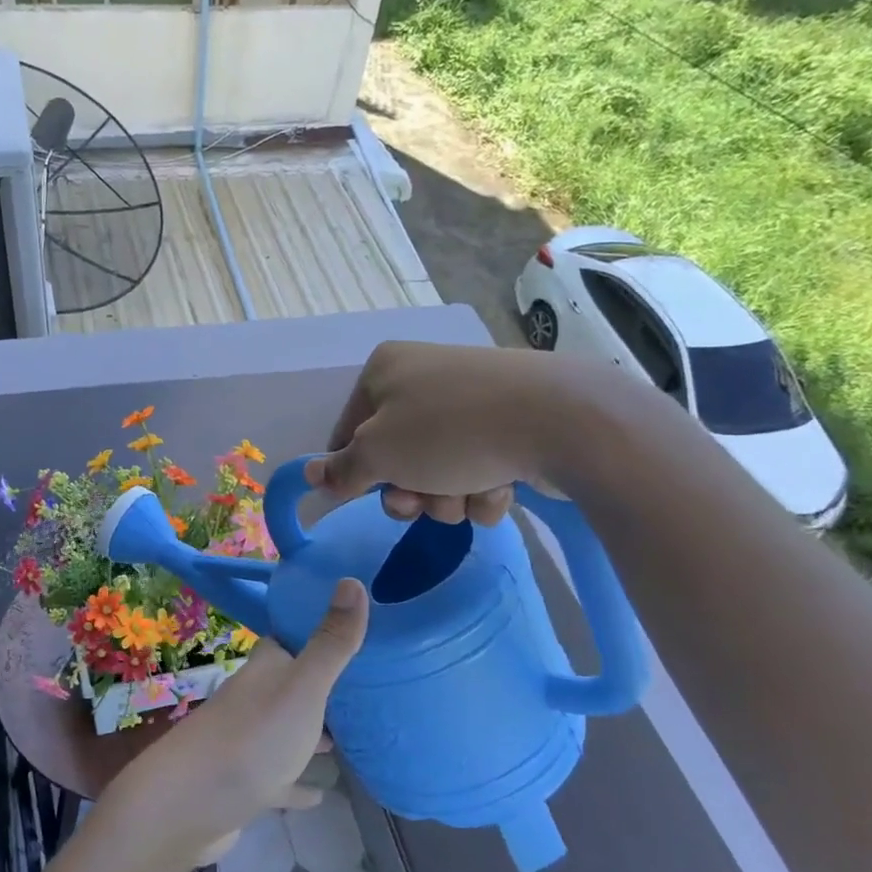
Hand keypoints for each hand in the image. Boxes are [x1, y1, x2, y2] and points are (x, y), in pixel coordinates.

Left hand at [105, 580, 368, 871]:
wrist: (186, 806)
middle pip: (291, 684)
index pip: (290, 639)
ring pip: (286, 730)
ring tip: (352, 737)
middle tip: (366, 687)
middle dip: (322, 685)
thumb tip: (351, 579)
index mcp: (266, 670)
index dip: (316, 630)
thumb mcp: (302, 688)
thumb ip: (330, 642)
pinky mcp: (244, 785)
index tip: (353, 626)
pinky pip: (279, 779)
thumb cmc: (251, 739)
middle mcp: (253, 699)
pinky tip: (321, 794)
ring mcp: (246, 743)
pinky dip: (298, 784)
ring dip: (312, 733)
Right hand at [309, 340, 590, 524]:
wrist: (559, 420)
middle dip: (410, 491)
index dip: (356, 470)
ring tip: (468, 493)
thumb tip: (311, 474)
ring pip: (438, 471)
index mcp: (385, 370)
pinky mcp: (509, 424)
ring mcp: (470, 401)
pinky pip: (478, 468)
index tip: (368, 495)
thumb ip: (342, 470)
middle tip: (422, 501)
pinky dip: (484, 487)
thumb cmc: (449, 431)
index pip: (348, 431)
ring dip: (447, 497)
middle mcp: (425, 378)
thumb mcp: (379, 454)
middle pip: (395, 457)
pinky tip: (501, 485)